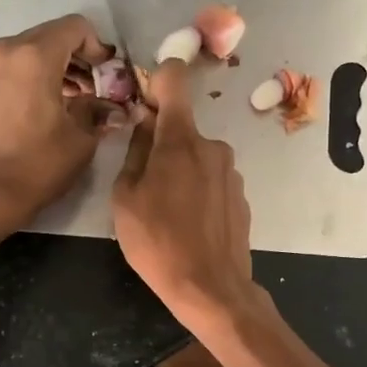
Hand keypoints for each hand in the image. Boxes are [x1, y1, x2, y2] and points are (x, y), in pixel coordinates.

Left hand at [0, 14, 113, 227]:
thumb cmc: (37, 165)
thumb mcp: (80, 139)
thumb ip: (100, 112)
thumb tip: (118, 108)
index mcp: (34, 55)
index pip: (75, 27)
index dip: (98, 47)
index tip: (109, 74)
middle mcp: (7, 50)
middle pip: (52, 37)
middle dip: (78, 58)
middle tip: (97, 88)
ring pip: (32, 52)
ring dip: (58, 68)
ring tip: (77, 101)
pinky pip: (15, 69)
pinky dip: (36, 78)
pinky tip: (50, 108)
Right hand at [112, 60, 259, 331]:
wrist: (210, 288)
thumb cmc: (157, 242)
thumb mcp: (125, 198)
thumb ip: (135, 152)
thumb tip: (144, 124)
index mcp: (181, 139)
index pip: (175, 79)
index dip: (157, 81)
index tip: (144, 102)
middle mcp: (213, 146)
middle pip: (182, 129)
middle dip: (162, 144)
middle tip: (144, 184)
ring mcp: (231, 173)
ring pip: (197, 158)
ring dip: (180, 172)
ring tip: (167, 213)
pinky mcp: (241, 197)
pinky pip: (212, 181)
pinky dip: (198, 192)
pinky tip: (189, 225)